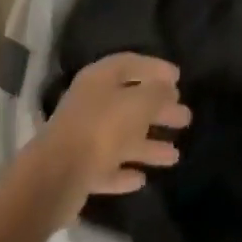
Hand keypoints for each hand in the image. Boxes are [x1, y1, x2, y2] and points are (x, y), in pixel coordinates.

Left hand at [28, 54, 191, 221]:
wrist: (56, 176)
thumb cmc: (101, 129)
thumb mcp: (137, 104)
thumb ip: (156, 94)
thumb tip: (168, 88)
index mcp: (99, 79)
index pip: (130, 63)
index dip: (154, 67)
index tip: (178, 77)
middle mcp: (90, 103)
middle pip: (129, 102)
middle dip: (158, 109)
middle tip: (185, 117)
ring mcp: (82, 137)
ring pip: (121, 136)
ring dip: (147, 144)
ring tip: (175, 155)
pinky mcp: (79, 169)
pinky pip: (108, 166)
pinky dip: (125, 170)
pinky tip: (142, 179)